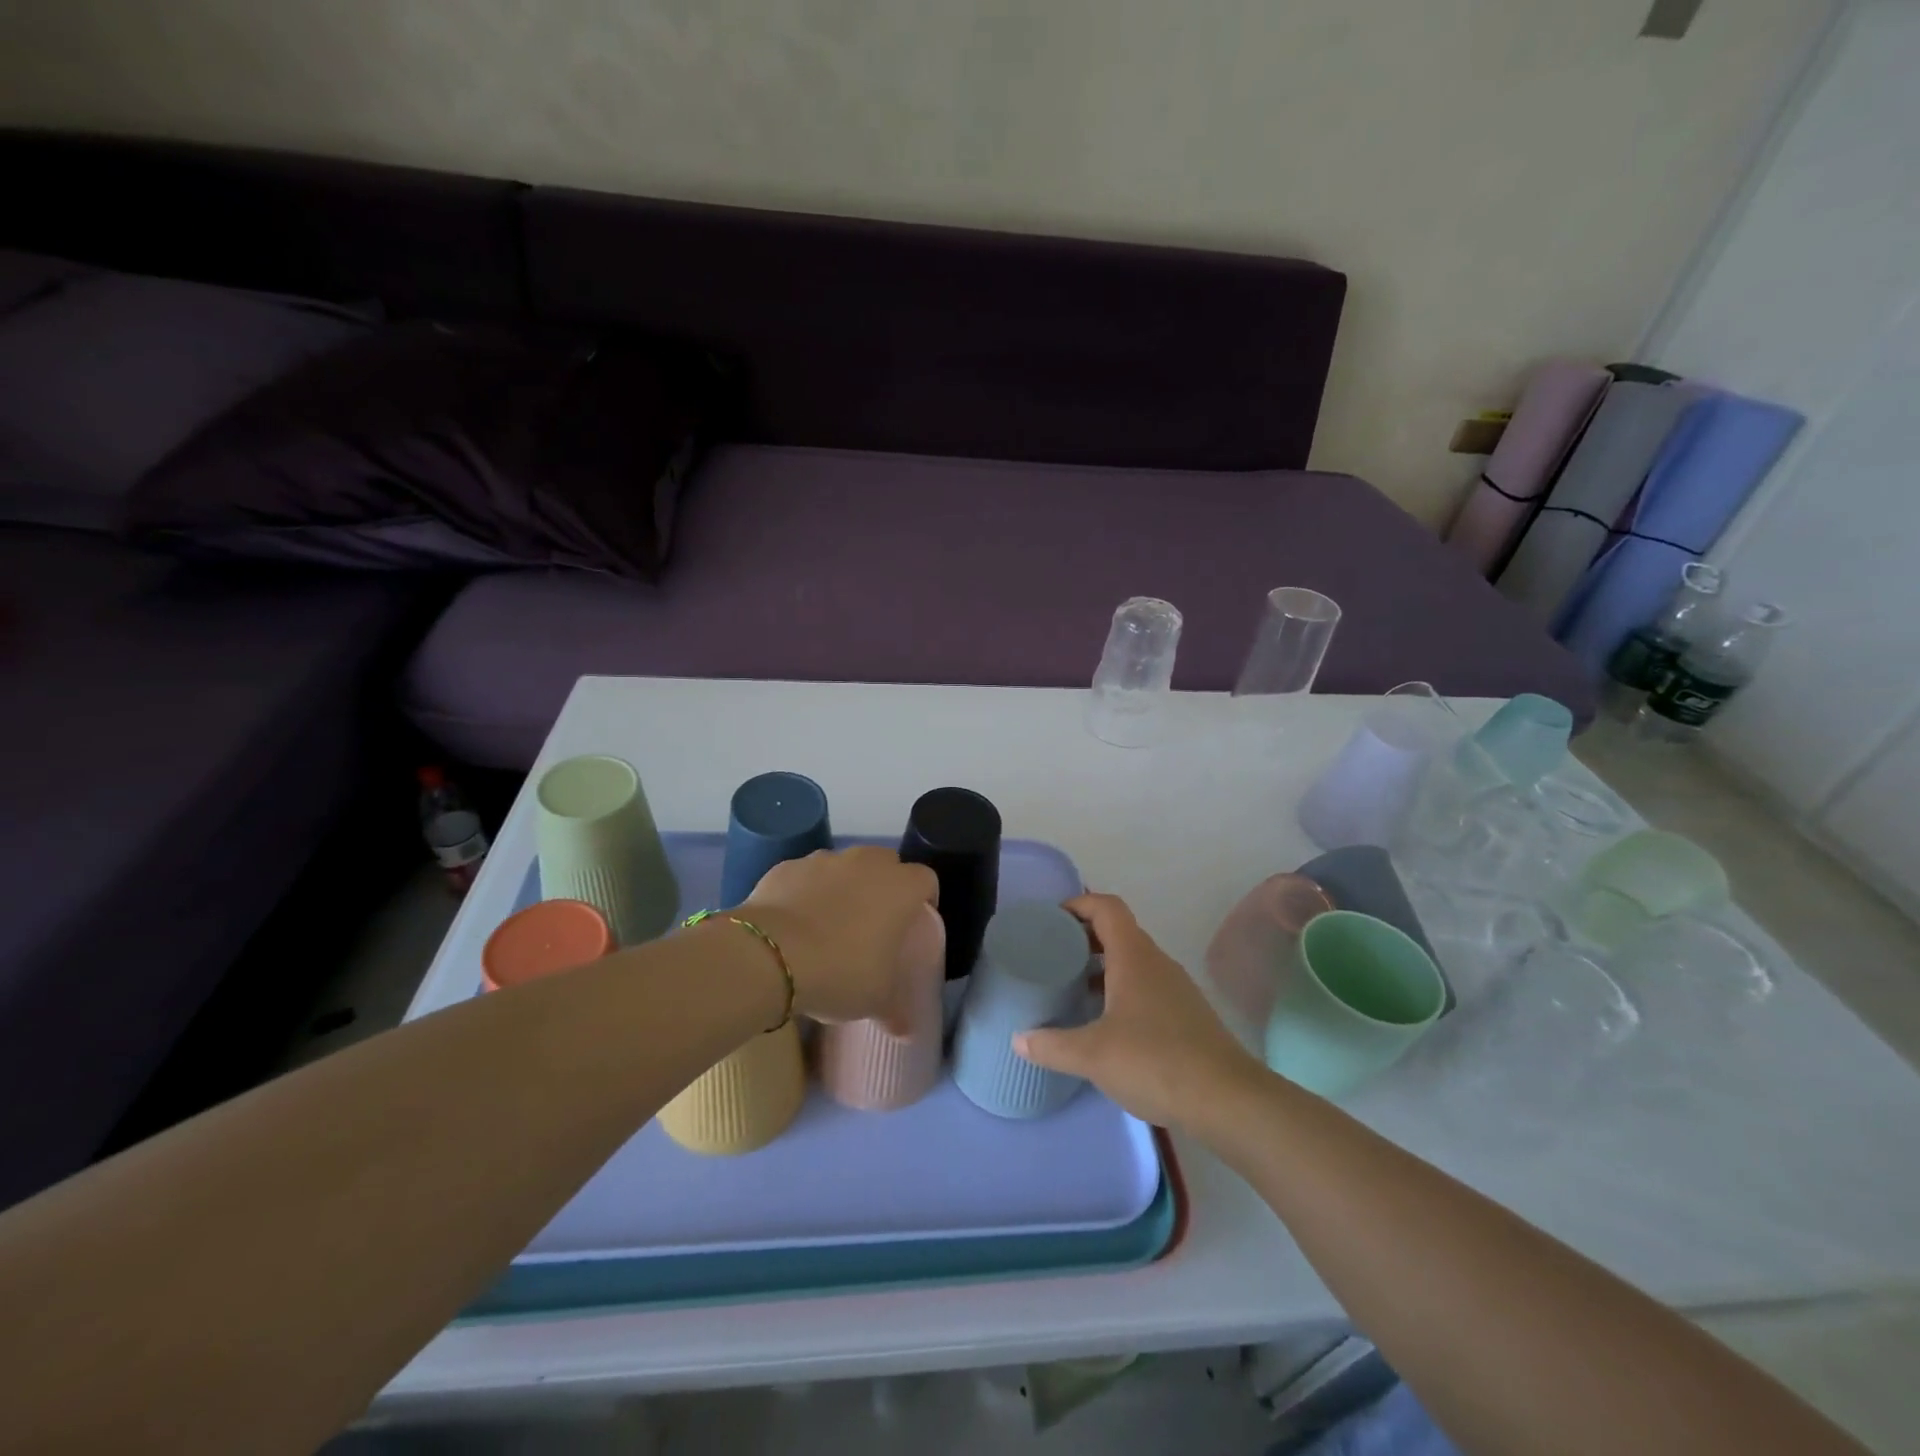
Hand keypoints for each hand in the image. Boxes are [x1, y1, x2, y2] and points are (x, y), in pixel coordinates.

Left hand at [743, 846, 939, 1033]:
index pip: (926, 879)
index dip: (924, 899)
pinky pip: (806, 876)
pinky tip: (794, 924)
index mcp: (900, 889)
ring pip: (844, 866)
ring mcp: (824, 860)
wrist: (769, 955)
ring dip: (844, 886)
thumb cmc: (840, 972)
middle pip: (886, 863)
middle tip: (874, 922)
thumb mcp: (874, 1001)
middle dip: (884, 885)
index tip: (914, 923)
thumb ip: (895, 1010)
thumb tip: (905, 1032)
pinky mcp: (788, 866)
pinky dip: (805, 891)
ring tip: (829, 924)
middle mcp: (866, 863)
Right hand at [1016, 892, 1263, 1130]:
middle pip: (1118, 932)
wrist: (1228, 1100)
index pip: (1106, 907)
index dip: (1078, 904)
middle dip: (1084, 937)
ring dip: (1103, 966)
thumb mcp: (1093, 1055)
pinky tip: (1106, 1023)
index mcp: (1134, 956)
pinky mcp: (1186, 1015)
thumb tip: (1018, 1040)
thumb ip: (1052, 1045)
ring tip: (1072, 987)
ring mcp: (1175, 988)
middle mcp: (1156, 963)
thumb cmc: (1155, 1061)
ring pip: (1133, 961)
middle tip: (1052, 954)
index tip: (1051, 920)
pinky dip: (1121, 990)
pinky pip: (1146, 987)